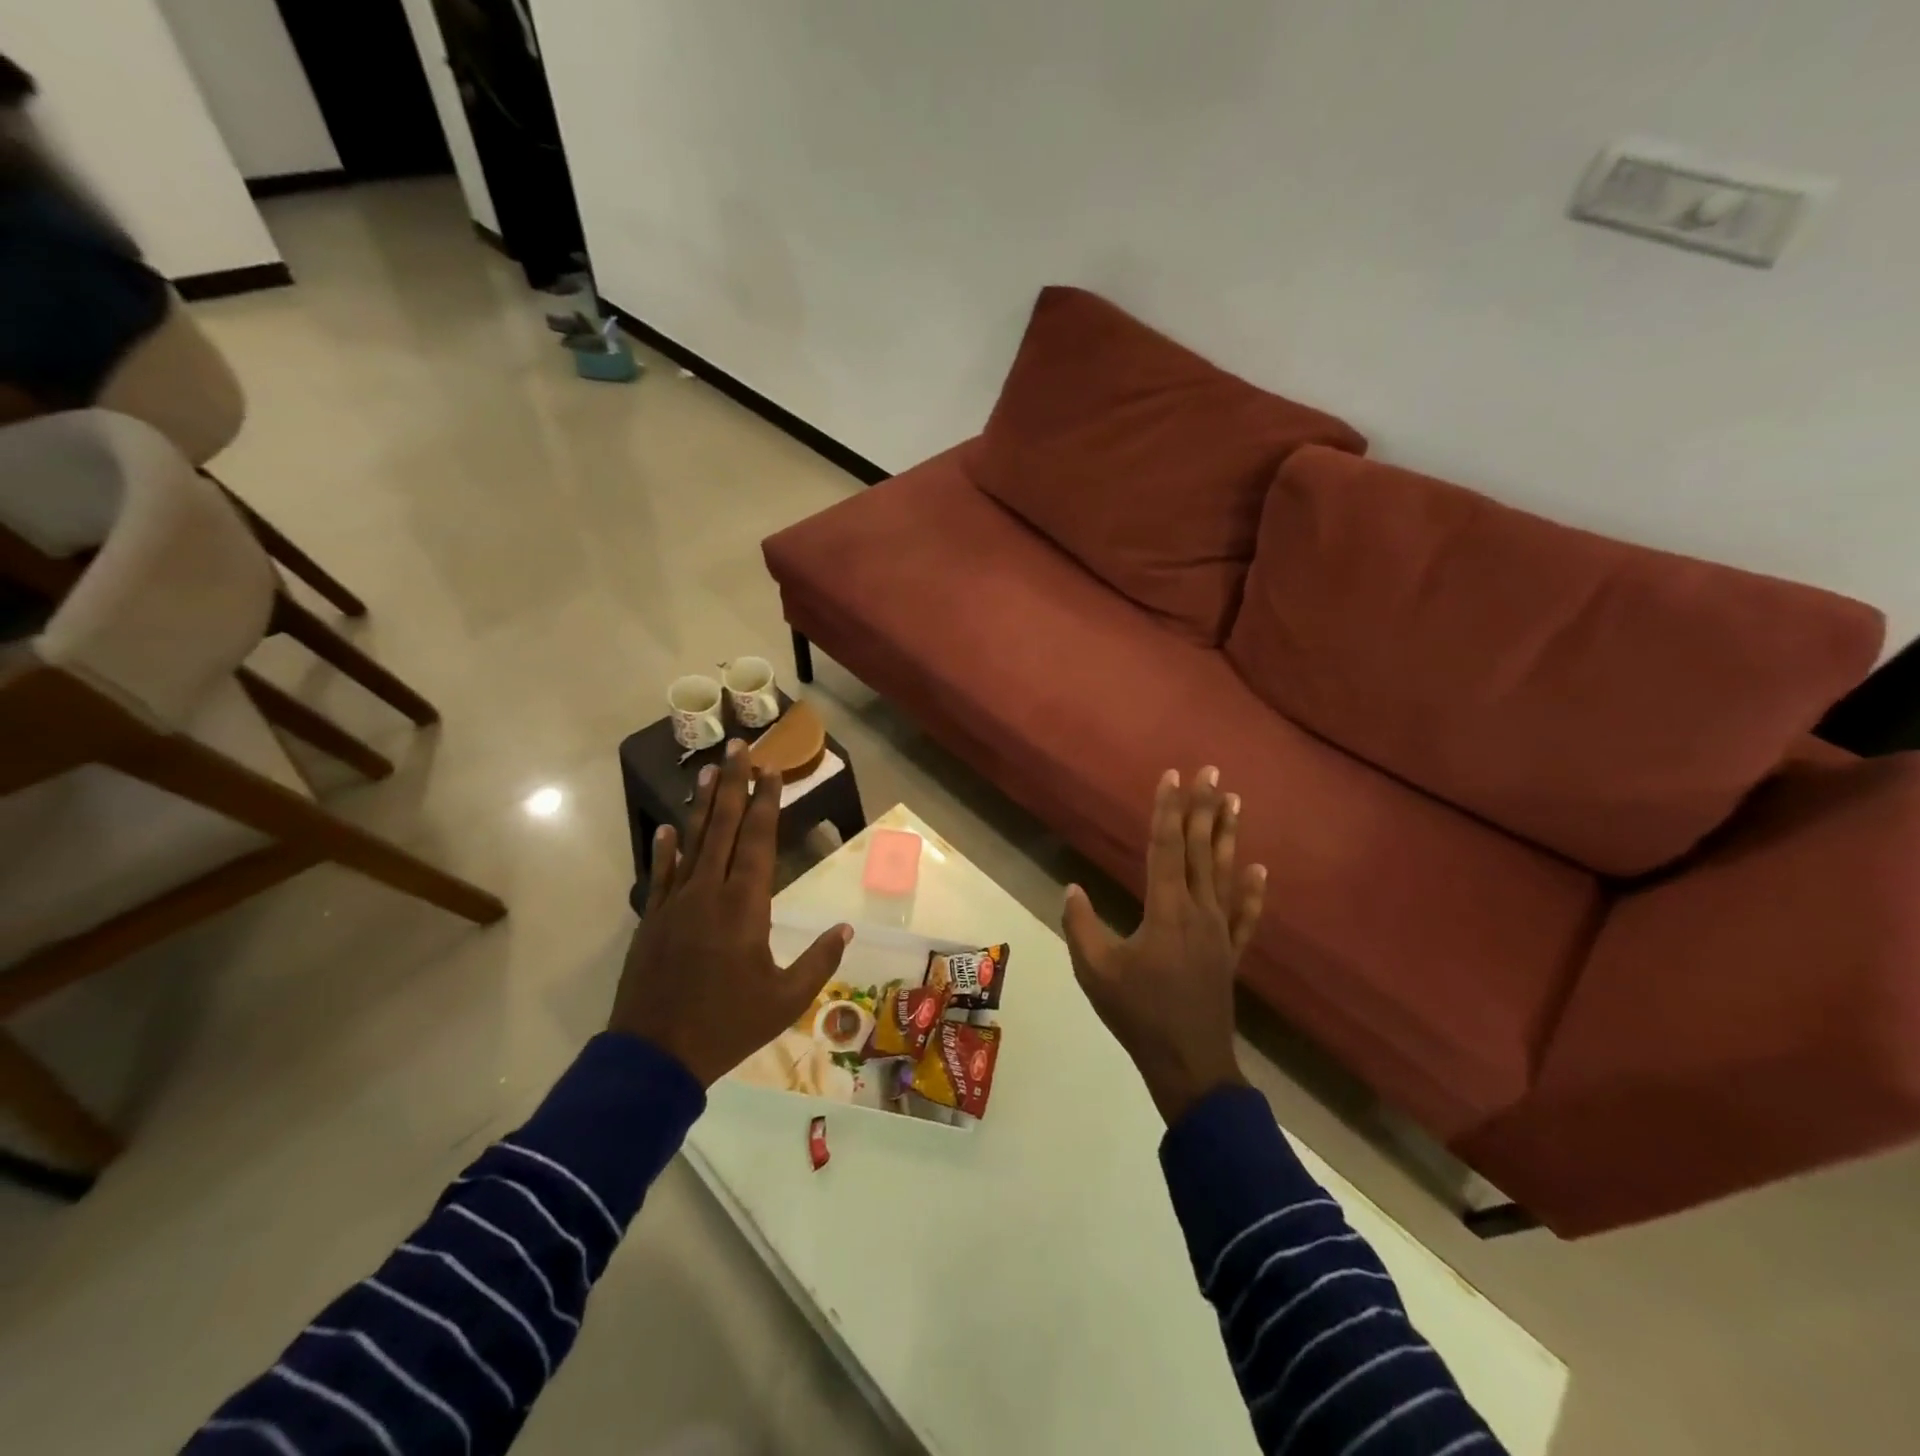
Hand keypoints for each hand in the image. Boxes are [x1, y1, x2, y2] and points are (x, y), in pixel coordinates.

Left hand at [609, 739, 852, 1086]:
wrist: (655, 1056)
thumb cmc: (728, 1025)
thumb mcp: (785, 999)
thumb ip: (818, 961)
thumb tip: (845, 929)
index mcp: (745, 906)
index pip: (758, 841)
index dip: (766, 803)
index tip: (771, 770)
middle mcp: (709, 892)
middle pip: (724, 828)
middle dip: (734, 785)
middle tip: (739, 748)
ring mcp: (676, 903)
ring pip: (692, 842)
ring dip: (703, 806)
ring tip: (708, 772)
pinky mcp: (652, 920)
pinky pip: (660, 875)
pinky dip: (664, 850)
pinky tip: (667, 829)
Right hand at [1062, 767, 1266, 1124]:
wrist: (1189, 1064)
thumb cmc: (1138, 1014)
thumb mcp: (1095, 970)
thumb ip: (1081, 926)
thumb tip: (1072, 888)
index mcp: (1165, 910)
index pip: (1165, 847)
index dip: (1167, 809)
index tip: (1172, 775)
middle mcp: (1197, 911)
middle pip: (1200, 850)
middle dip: (1203, 808)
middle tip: (1212, 772)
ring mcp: (1219, 932)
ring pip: (1225, 873)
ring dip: (1228, 836)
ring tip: (1234, 802)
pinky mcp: (1229, 954)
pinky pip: (1245, 915)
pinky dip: (1253, 892)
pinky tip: (1260, 870)